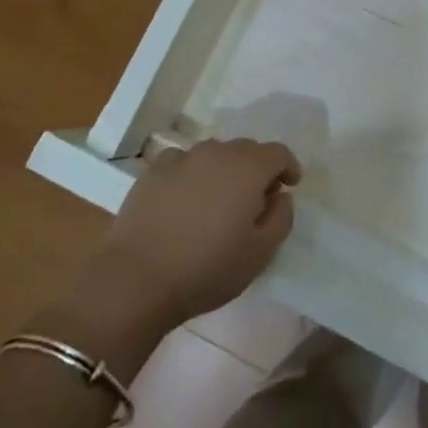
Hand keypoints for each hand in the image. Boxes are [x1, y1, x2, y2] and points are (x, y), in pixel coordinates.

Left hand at [92, 139, 301, 329]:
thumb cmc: (207, 268)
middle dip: (257, 169)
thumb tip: (280, 195)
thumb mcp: (260, 253)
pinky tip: (186, 200)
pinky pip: (183, 163)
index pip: (278, 152)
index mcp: (248, 168)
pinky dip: (192, 174)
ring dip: (224, 170)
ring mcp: (182, 158)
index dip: (288, 167)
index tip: (290, 186)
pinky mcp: (154, 170)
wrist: (137, 278)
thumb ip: (281, 217)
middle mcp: (217, 152)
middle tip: (255, 199)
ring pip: (214, 154)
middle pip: (246, 149)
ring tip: (218, 201)